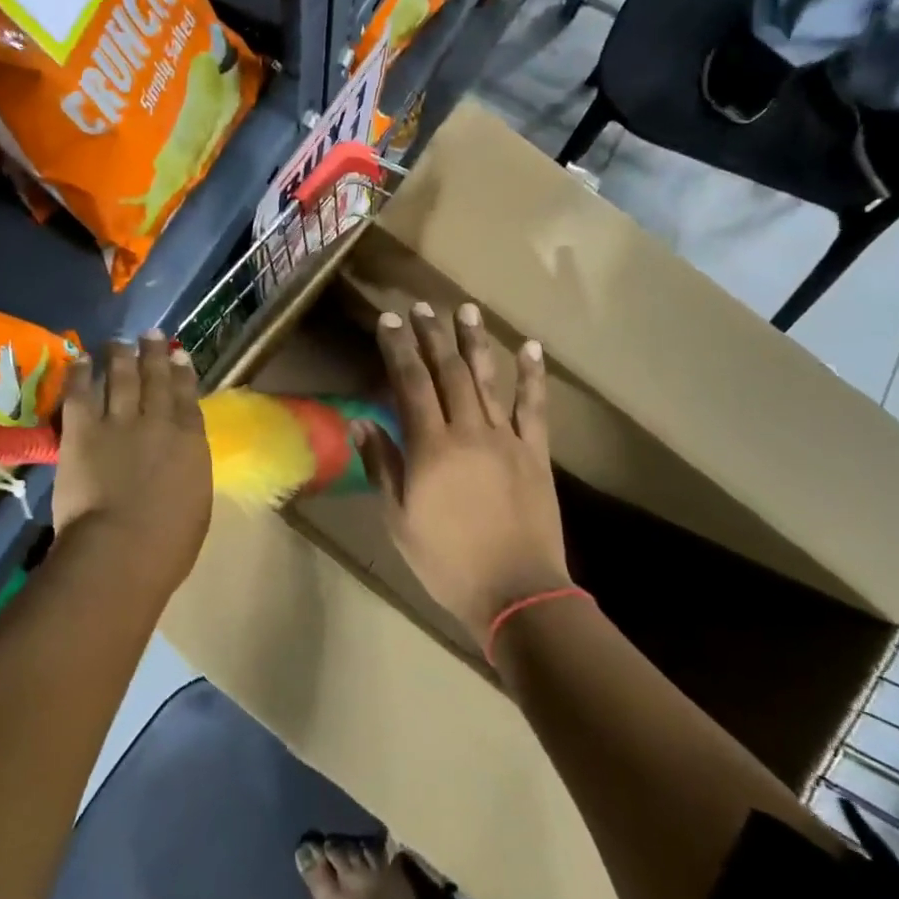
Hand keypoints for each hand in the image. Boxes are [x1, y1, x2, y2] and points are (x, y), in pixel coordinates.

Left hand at [51, 332, 212, 582]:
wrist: (123, 548)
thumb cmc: (169, 543)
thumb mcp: (196, 504)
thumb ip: (189, 473)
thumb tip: (182, 462)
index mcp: (190, 442)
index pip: (187, 397)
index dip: (183, 373)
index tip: (179, 355)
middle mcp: (158, 421)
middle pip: (156, 379)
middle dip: (155, 354)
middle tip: (151, 333)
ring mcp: (119, 422)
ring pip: (121, 378)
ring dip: (121, 356)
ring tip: (119, 341)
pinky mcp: (83, 431)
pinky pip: (82, 394)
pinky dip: (81, 374)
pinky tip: (81, 358)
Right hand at [356, 303, 569, 648]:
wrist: (516, 592)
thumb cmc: (447, 561)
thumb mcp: (399, 520)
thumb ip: (381, 466)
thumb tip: (362, 421)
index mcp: (431, 448)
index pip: (410, 384)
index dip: (399, 348)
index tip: (390, 320)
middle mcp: (468, 431)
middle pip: (448, 372)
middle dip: (432, 336)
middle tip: (422, 306)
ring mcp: (506, 439)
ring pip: (487, 380)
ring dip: (475, 342)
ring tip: (465, 310)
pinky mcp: (535, 452)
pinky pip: (534, 407)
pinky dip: (532, 376)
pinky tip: (530, 347)